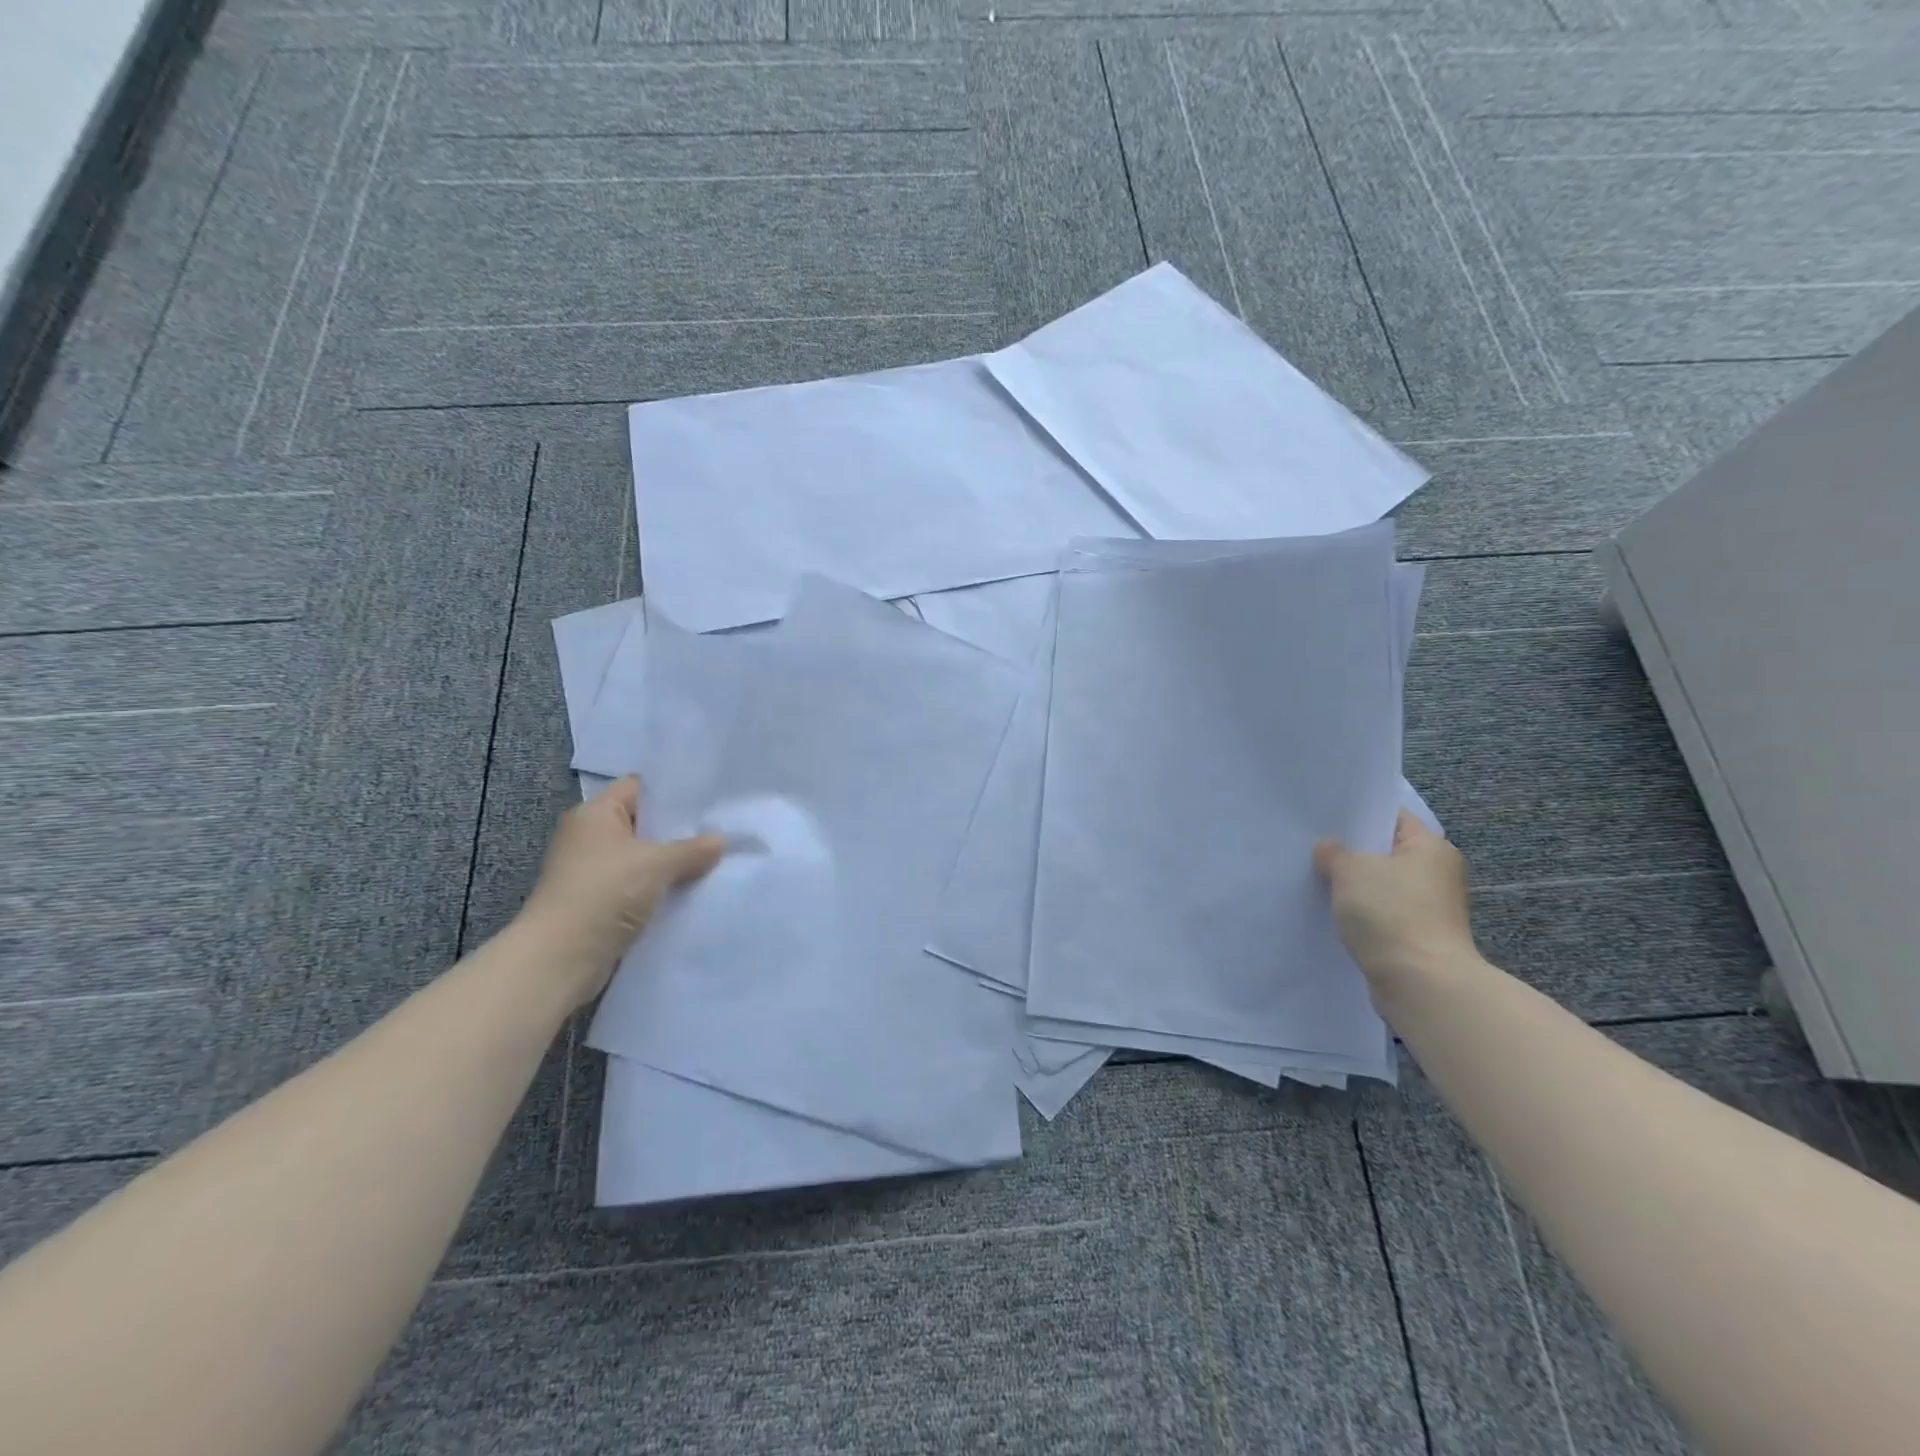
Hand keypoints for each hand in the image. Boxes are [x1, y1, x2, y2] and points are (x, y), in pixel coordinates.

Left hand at [514, 777, 725, 1007]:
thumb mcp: (657, 864)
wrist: (560, 958)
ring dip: (671, 863)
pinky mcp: (597, 902)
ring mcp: (592, 871)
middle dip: (678, 830)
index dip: (672, 792)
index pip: (639, 788)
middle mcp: (589, 836)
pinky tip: (691, 891)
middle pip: (643, 823)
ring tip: (713, 860)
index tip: (709, 799)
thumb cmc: (605, 893)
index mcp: (595, 814)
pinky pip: (637, 885)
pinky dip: (660, 888)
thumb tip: (720, 841)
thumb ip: (692, 849)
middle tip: (720, 830)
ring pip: (642, 857)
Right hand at [1314, 812, 1478, 1000]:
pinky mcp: (1417, 935)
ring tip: (1317, 877)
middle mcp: (1437, 873)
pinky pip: (1382, 912)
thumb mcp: (1351, 871)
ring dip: (1355, 884)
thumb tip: (1329, 848)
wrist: (1420, 983)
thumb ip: (1334, 852)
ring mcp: (1430, 907)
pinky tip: (1333, 910)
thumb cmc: (1391, 913)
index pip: (1393, 817)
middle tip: (1313, 845)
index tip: (1326, 816)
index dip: (1360, 814)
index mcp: (1430, 847)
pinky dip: (1361, 911)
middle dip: (1352, 851)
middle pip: (1386, 852)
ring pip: (1382, 884)